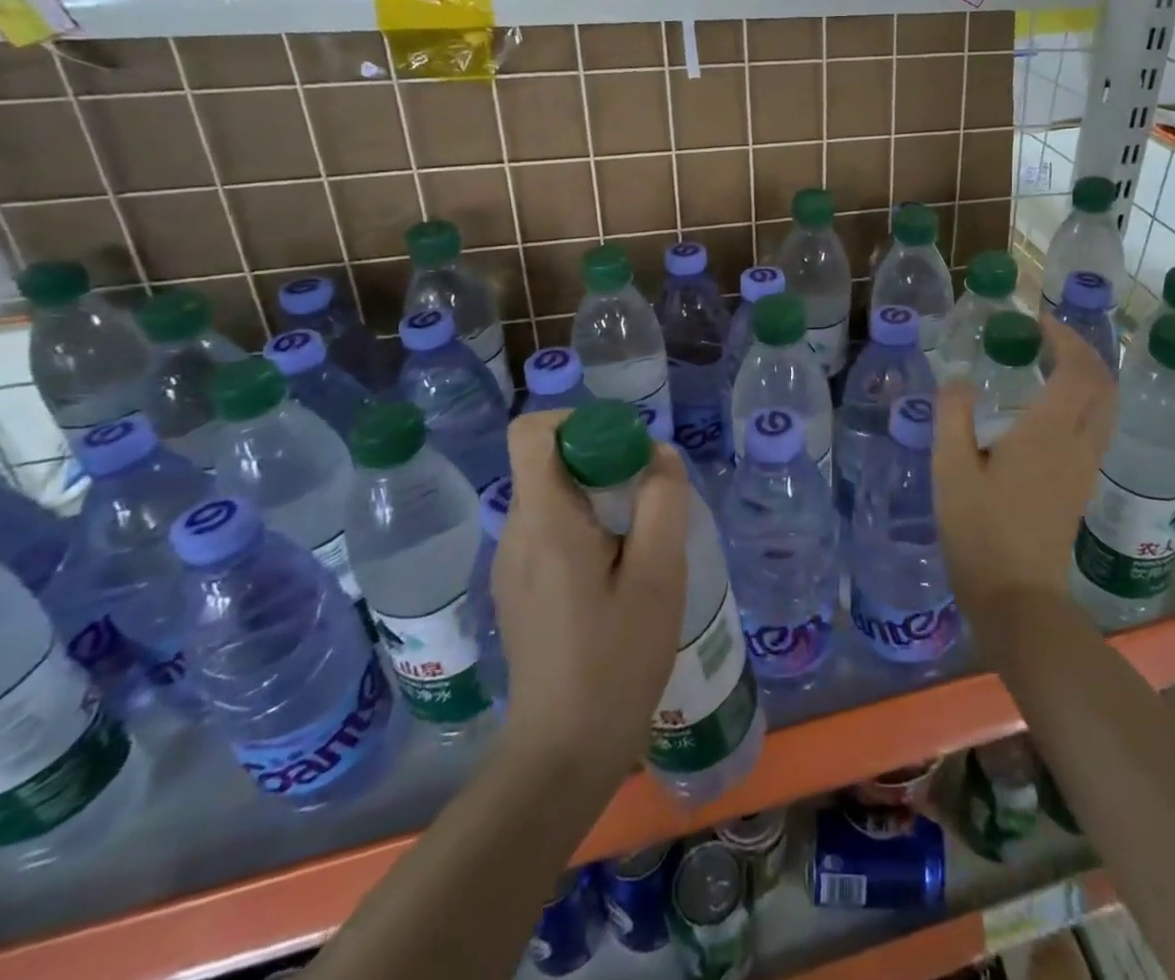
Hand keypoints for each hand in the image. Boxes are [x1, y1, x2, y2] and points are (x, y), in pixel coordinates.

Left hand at [495, 410, 690, 781]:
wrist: (564, 753)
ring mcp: (512, 564)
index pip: (533, 431)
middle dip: (600, 459)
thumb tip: (657, 454)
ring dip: (597, 494)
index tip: (625, 449)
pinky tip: (618, 571)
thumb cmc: (616, 659)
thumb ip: (662, 500)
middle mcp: (516, 533)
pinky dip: (585, 526)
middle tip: (648, 496)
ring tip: (640, 537)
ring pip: (552, 495)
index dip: (579, 421)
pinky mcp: (519, 589)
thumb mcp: (659, 573)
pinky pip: (550, 529)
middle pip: (547, 461)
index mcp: (544, 521)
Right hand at [933, 316, 1116, 614]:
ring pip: (1105, 407)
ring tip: (1049, 365)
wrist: (1017, 596)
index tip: (1037, 321)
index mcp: (1048, 432)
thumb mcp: (950, 469)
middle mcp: (1077, 443)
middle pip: (1103, 385)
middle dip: (1082, 352)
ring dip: (1087, 377)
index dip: (1064, 338)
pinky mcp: (1081, 485)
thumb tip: (957, 378)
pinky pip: (1096, 427)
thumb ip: (952, 415)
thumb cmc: (980, 530)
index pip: (1077, 370)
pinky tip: (1048, 408)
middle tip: (1047, 338)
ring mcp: (1085, 466)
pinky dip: (1083, 402)